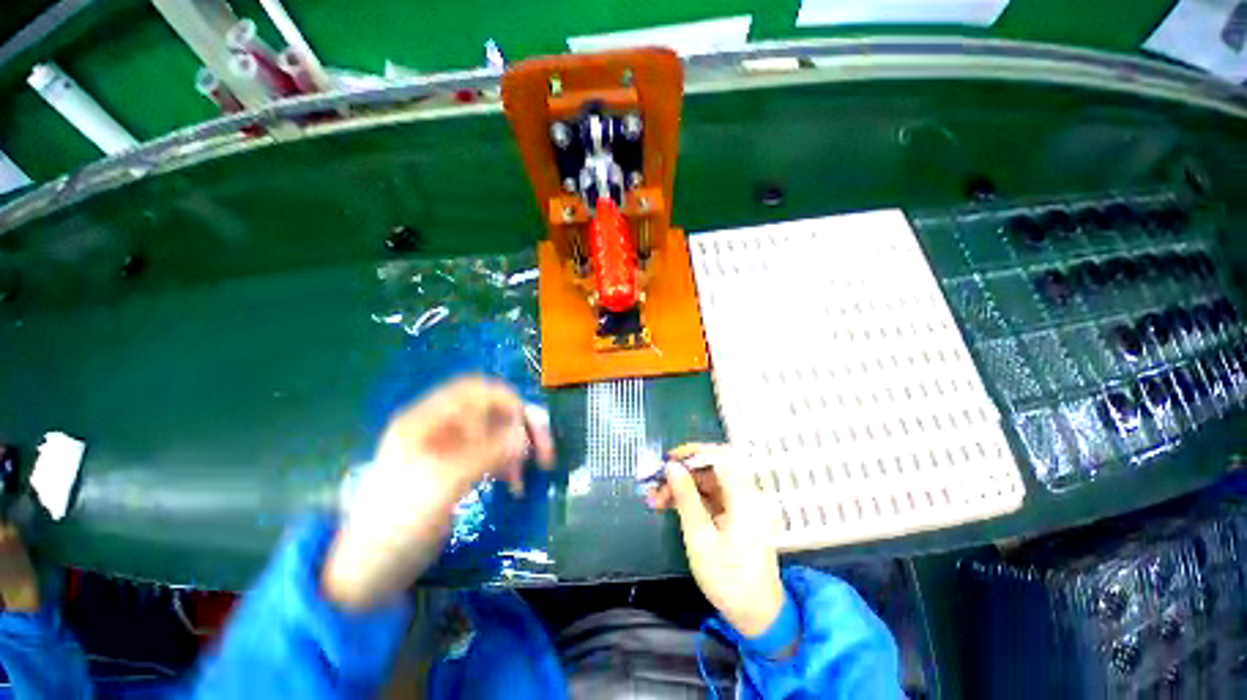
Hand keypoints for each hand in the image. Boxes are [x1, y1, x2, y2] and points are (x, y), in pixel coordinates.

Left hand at [322, 375, 554, 609]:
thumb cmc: (397, 524)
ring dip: (516, 448)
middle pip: (491, 410)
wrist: (370, 572)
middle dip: (519, 426)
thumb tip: (524, 436)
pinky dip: (507, 463)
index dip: (505, 400)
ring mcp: (450, 448)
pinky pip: (492, 453)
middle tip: (543, 452)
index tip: (527, 427)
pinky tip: (513, 484)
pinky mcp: (458, 468)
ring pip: (496, 432)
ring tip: (523, 478)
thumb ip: (485, 454)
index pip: (474, 390)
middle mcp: (439, 427)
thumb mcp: (440, 485)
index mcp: (425, 420)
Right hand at [647, 444, 784, 637]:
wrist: (755, 613)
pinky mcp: (733, 513)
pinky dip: (689, 497)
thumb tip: (671, 467)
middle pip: (712, 468)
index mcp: (744, 498)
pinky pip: (708, 495)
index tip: (670, 459)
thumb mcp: (700, 538)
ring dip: (682, 485)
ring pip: (707, 481)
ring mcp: (739, 504)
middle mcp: (745, 494)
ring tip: (656, 497)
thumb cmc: (728, 579)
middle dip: (682, 471)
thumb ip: (686, 498)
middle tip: (657, 481)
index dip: (696, 452)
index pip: (723, 456)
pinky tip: (669, 504)